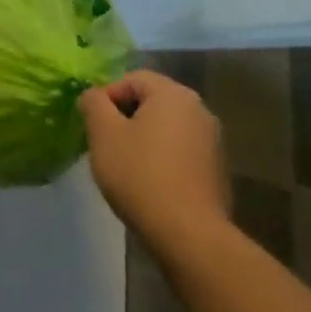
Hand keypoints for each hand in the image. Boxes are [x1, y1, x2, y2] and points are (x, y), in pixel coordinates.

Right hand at [79, 70, 227, 249]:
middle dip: (124, 118)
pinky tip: (148, 184)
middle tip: (105, 144)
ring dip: (143, 139)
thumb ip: (93, 103)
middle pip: (151, 102)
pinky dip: (161, 159)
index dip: (107, 97)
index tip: (93, 125)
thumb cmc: (140, 174)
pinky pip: (180, 152)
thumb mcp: (103, 133)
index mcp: (174, 94)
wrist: (187, 233)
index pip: (132, 79)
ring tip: (124, 166)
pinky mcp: (217, 171)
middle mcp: (200, 110)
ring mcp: (213, 142)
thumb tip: (94, 96)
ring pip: (166, 128)